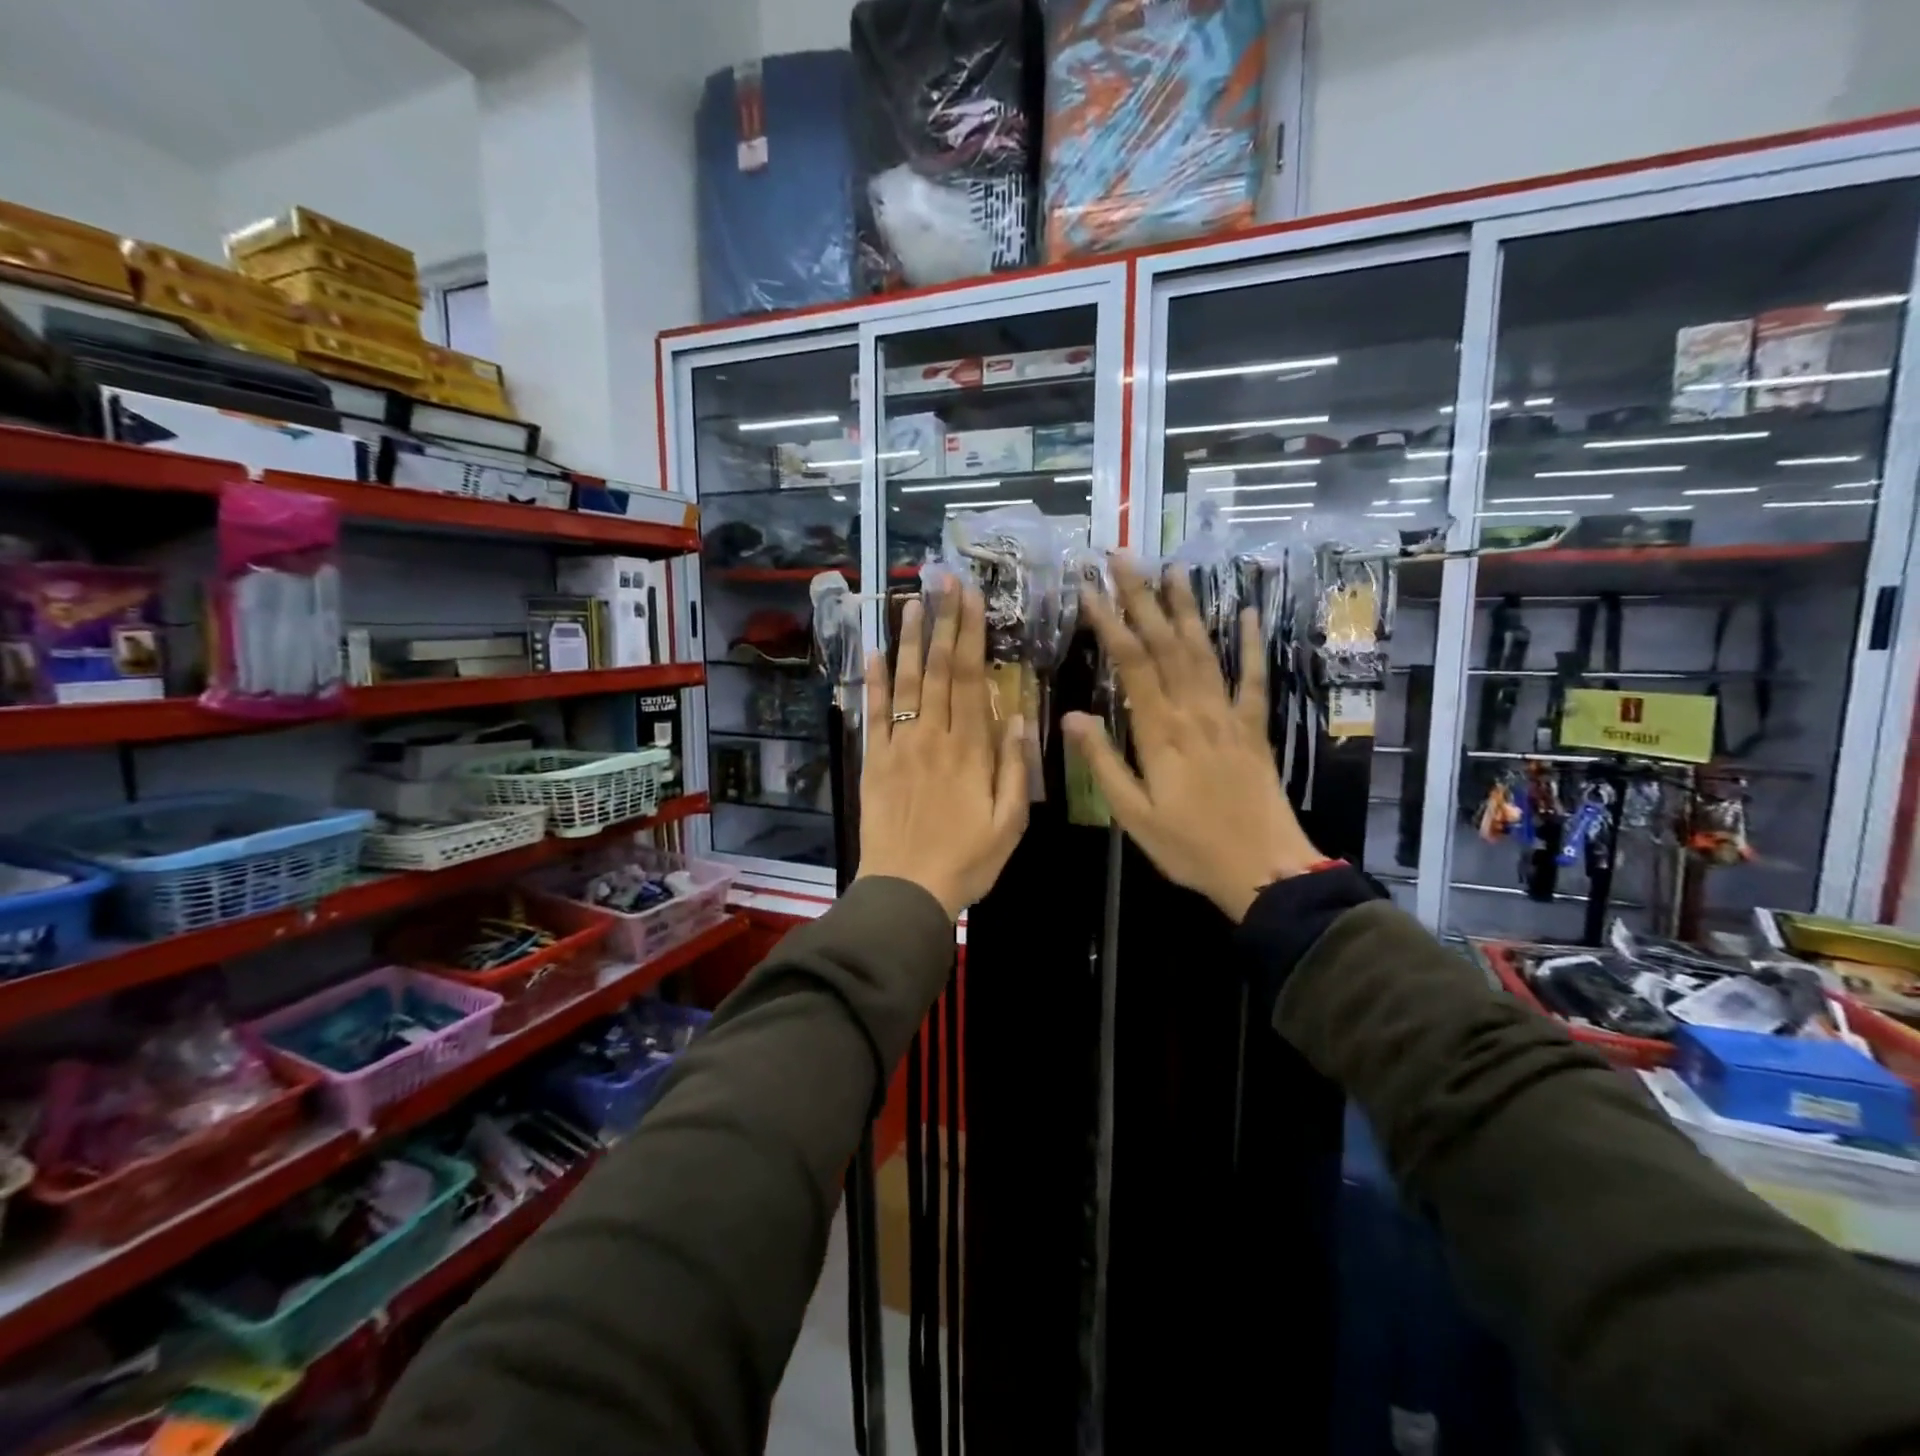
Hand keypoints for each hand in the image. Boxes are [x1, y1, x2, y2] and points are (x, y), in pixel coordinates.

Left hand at [857, 585, 1028, 919]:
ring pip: (905, 683)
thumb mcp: (1009, 822)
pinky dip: (873, 683)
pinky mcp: (875, 762)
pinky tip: (873, 653)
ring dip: (908, 641)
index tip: (971, 598)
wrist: (906, 890)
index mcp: (970, 750)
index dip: (970, 635)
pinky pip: (875, 715)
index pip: (969, 679)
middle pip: (937, 670)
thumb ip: (1013, 767)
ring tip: (912, 602)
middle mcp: (933, 738)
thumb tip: (1015, 714)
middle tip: (943, 581)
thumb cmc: (967, 861)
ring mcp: (900, 747)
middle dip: (942, 622)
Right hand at [1062, 558, 1323, 922]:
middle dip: (1142, 597)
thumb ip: (1102, 761)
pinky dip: (1250, 644)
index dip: (1110, 621)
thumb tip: (1070, 716)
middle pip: (1165, 643)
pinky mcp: (1254, 727)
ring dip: (1186, 607)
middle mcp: (1194, 711)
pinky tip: (1248, 613)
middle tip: (1123, 557)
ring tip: (1173, 568)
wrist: (1263, 869)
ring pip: (1203, 650)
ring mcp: (1228, 715)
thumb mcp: (1133, 813)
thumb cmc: (1189, 846)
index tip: (1090, 587)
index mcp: (1160, 732)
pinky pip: (1252, 678)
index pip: (1131, 663)